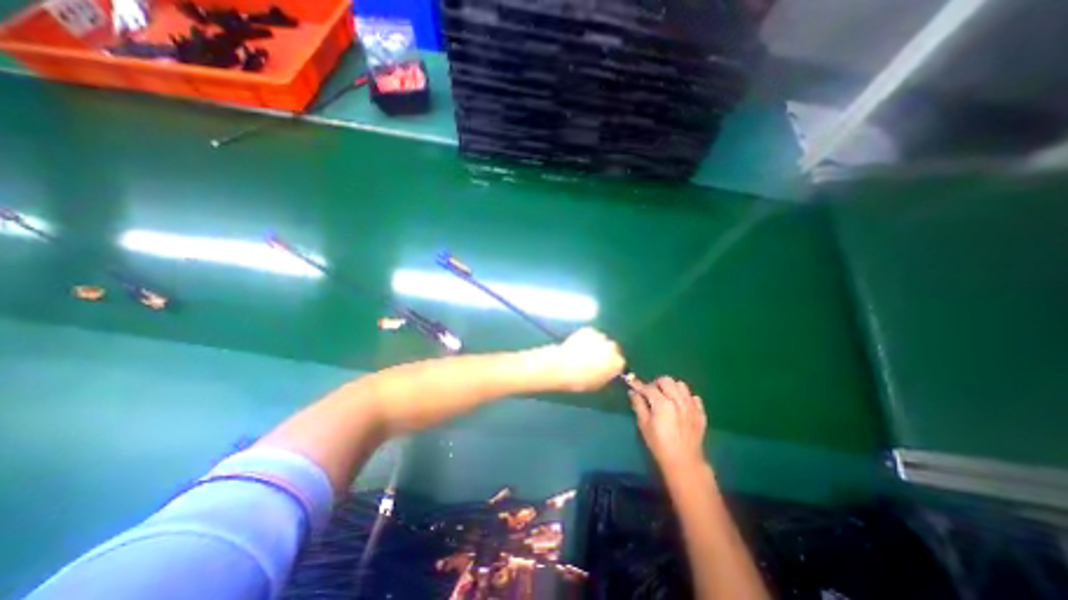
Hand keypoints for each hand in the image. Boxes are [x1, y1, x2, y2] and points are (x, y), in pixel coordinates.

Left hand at [544, 327, 627, 393]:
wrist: (562, 366)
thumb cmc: (580, 380)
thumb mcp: (598, 384)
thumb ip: (607, 375)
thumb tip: (608, 372)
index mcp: (618, 363)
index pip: (619, 363)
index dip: (612, 366)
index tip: (605, 369)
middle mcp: (613, 347)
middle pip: (613, 349)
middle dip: (606, 353)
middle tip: (595, 360)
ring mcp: (601, 337)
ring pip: (602, 340)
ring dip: (597, 345)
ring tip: (585, 352)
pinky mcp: (588, 330)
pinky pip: (591, 334)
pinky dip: (587, 338)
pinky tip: (579, 345)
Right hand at [633, 378, 706, 474]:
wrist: (684, 462)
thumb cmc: (659, 444)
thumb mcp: (644, 425)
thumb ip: (638, 405)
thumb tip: (633, 392)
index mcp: (662, 403)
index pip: (648, 387)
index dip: (638, 384)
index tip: (631, 381)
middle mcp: (678, 400)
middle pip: (666, 380)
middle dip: (656, 384)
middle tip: (651, 393)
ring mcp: (691, 406)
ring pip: (681, 385)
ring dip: (672, 388)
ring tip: (666, 397)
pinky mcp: (700, 412)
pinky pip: (693, 397)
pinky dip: (686, 397)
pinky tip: (680, 406)